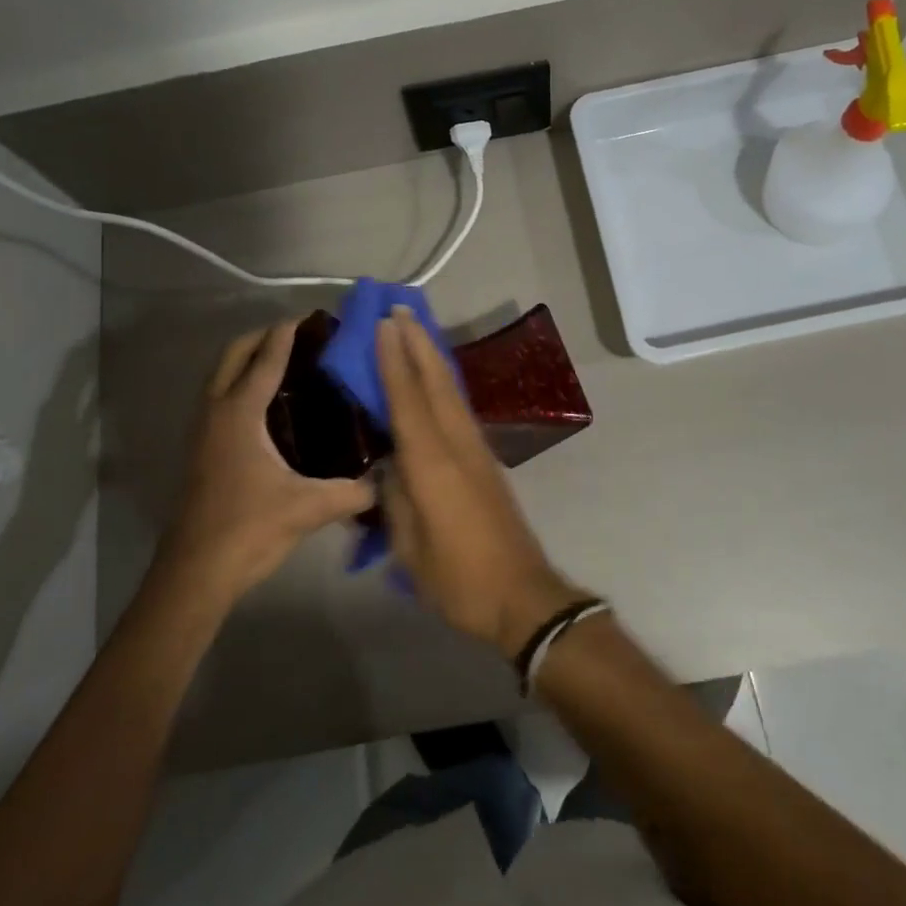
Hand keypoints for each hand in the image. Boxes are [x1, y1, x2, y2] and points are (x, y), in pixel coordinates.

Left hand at [155, 320, 372, 609]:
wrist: (196, 572)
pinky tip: (271, 405)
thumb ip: (353, 491)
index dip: (288, 334)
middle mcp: (217, 411)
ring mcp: (204, 430)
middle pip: (233, 354)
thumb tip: (389, 479)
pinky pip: (221, 397)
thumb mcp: (307, 508)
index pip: (266, 359)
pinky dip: (241, 383)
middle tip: (300, 335)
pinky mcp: (202, 449)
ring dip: (248, 359)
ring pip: (221, 375)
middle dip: (263, 336)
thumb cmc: (248, 528)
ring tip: (288, 362)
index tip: (312, 317)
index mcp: (240, 413)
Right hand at [376, 305, 585, 658]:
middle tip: (399, 310)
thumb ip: (396, 497)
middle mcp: (457, 445)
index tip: (384, 325)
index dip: (394, 361)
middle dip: (418, 343)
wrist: (521, 595)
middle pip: (436, 382)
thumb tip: (389, 464)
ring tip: (415, 331)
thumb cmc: (457, 577)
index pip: (408, 399)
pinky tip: (434, 380)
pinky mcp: (486, 461)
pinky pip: (458, 408)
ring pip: (451, 391)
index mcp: (432, 463)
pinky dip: (443, 383)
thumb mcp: (410, 546)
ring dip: (432, 357)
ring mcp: (476, 450)